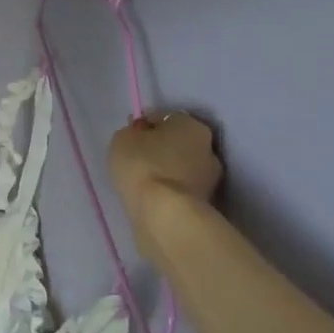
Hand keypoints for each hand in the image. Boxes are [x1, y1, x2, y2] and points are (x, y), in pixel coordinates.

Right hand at [109, 112, 223, 236]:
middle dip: (159, 148)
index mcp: (191, 125)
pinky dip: (168, 190)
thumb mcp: (123, 138)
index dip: (144, 125)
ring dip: (165, 171)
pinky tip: (151, 196)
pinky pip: (179, 189)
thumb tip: (140, 134)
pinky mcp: (205, 204)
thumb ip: (132, 132)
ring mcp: (210, 179)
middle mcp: (208, 148)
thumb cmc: (143, 166)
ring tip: (141, 181)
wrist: (165, 214)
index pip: (164, 117)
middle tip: (135, 159)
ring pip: (180, 168)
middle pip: (177, 143)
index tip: (129, 136)